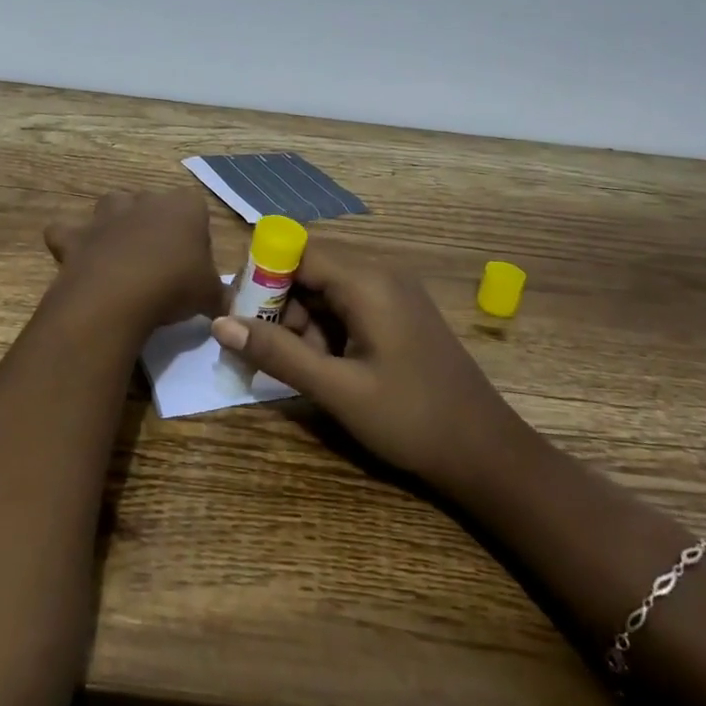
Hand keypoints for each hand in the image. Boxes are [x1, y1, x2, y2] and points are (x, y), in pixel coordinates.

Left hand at [44, 188, 229, 331]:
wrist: (119, 296)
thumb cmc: (175, 286)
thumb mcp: (209, 296)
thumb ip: (219, 297)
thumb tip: (227, 308)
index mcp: (184, 207)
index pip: (195, 207)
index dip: (195, 232)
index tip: (194, 260)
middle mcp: (144, 201)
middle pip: (152, 204)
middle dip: (154, 225)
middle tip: (160, 262)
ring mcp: (106, 215)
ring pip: (111, 206)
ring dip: (114, 224)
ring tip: (121, 256)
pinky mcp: (76, 235)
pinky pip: (67, 232)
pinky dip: (70, 243)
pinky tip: (79, 262)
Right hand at [211, 241, 521, 491]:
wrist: (486, 453)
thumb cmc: (411, 419)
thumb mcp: (337, 389)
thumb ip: (277, 353)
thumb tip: (219, 323)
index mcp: (367, 281)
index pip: (296, 251)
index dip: (260, 275)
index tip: (235, 314)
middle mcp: (379, 274)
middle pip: (308, 269)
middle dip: (276, 304)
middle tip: (255, 348)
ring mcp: (391, 294)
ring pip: (324, 290)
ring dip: (297, 322)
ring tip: (285, 365)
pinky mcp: (396, 315)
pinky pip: (345, 307)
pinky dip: (322, 331)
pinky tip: (317, 367)